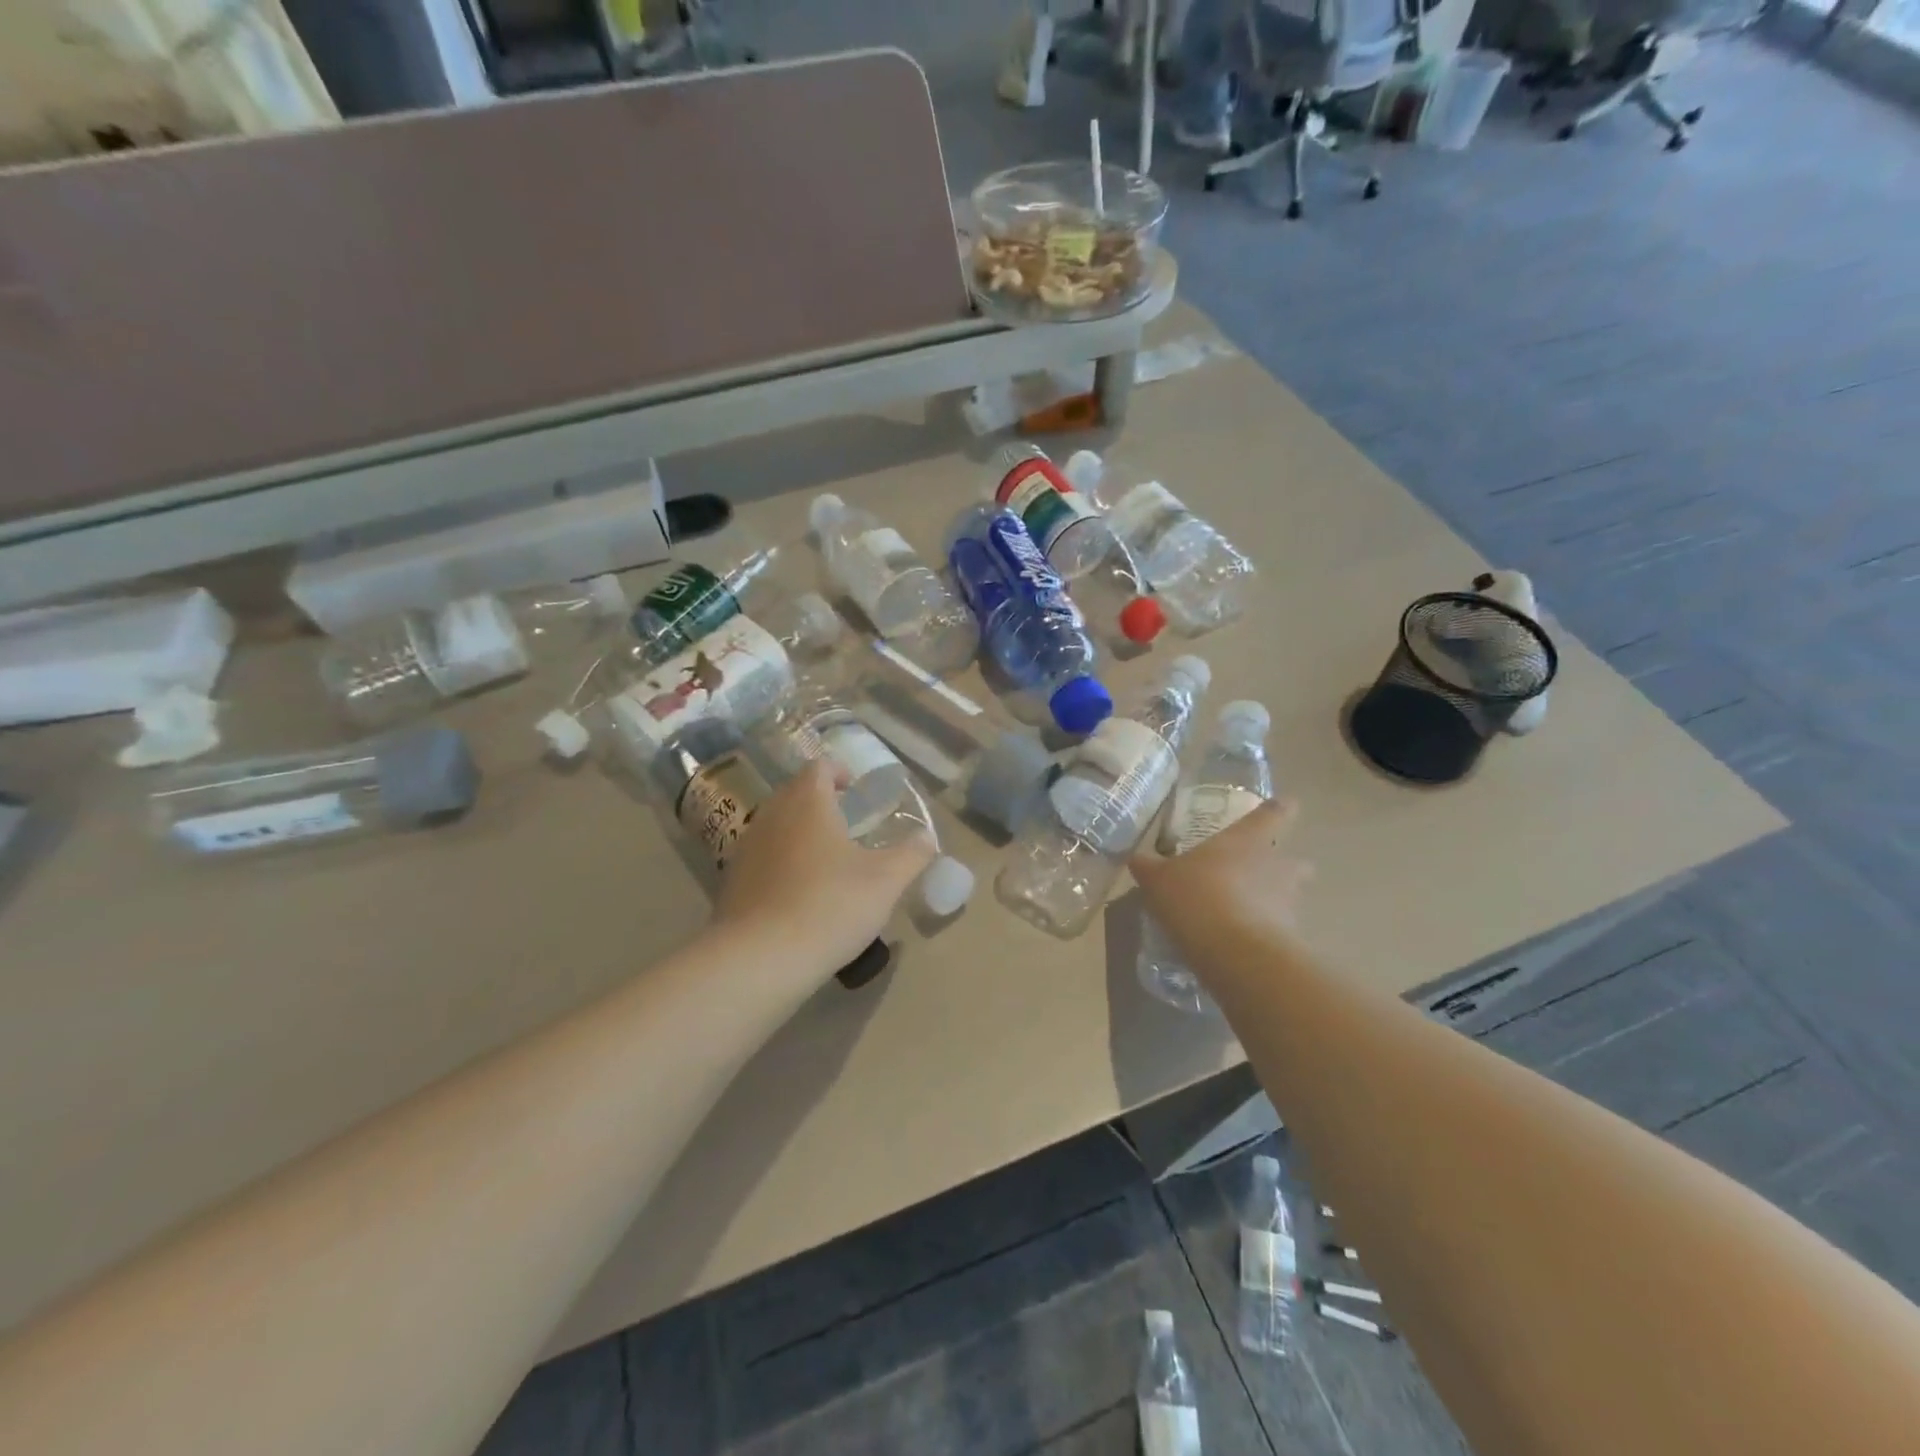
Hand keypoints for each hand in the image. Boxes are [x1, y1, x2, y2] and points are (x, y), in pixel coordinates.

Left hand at [712, 762, 935, 981]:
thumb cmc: (830, 905)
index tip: (854, 789)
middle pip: (794, 793)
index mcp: (808, 803)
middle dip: (819, 801)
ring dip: (799, 832)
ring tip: (825, 859)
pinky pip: (761, 857)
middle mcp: (772, 815)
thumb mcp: (886, 881)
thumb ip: (911, 854)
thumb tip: (927, 838)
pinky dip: (780, 862)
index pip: (818, 767)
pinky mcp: (732, 881)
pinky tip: (799, 892)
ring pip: (775, 825)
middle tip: (846, 823)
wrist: (760, 958)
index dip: (838, 772)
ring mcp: (746, 848)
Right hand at [1130, 799, 1311, 962]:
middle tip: (1260, 869)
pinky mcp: (1290, 935)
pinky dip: (1267, 929)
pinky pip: (1280, 926)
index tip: (1284, 805)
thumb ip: (1148, 866)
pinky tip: (1243, 939)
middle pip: (1293, 858)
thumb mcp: (1158, 879)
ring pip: (1291, 893)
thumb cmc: (1196, 896)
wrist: (1234, 951)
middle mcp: (1275, 864)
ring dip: (1276, 897)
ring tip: (1249, 908)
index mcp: (1247, 839)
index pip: (1274, 813)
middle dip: (1283, 863)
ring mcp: (1288, 900)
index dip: (1280, 808)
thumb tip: (1135, 858)